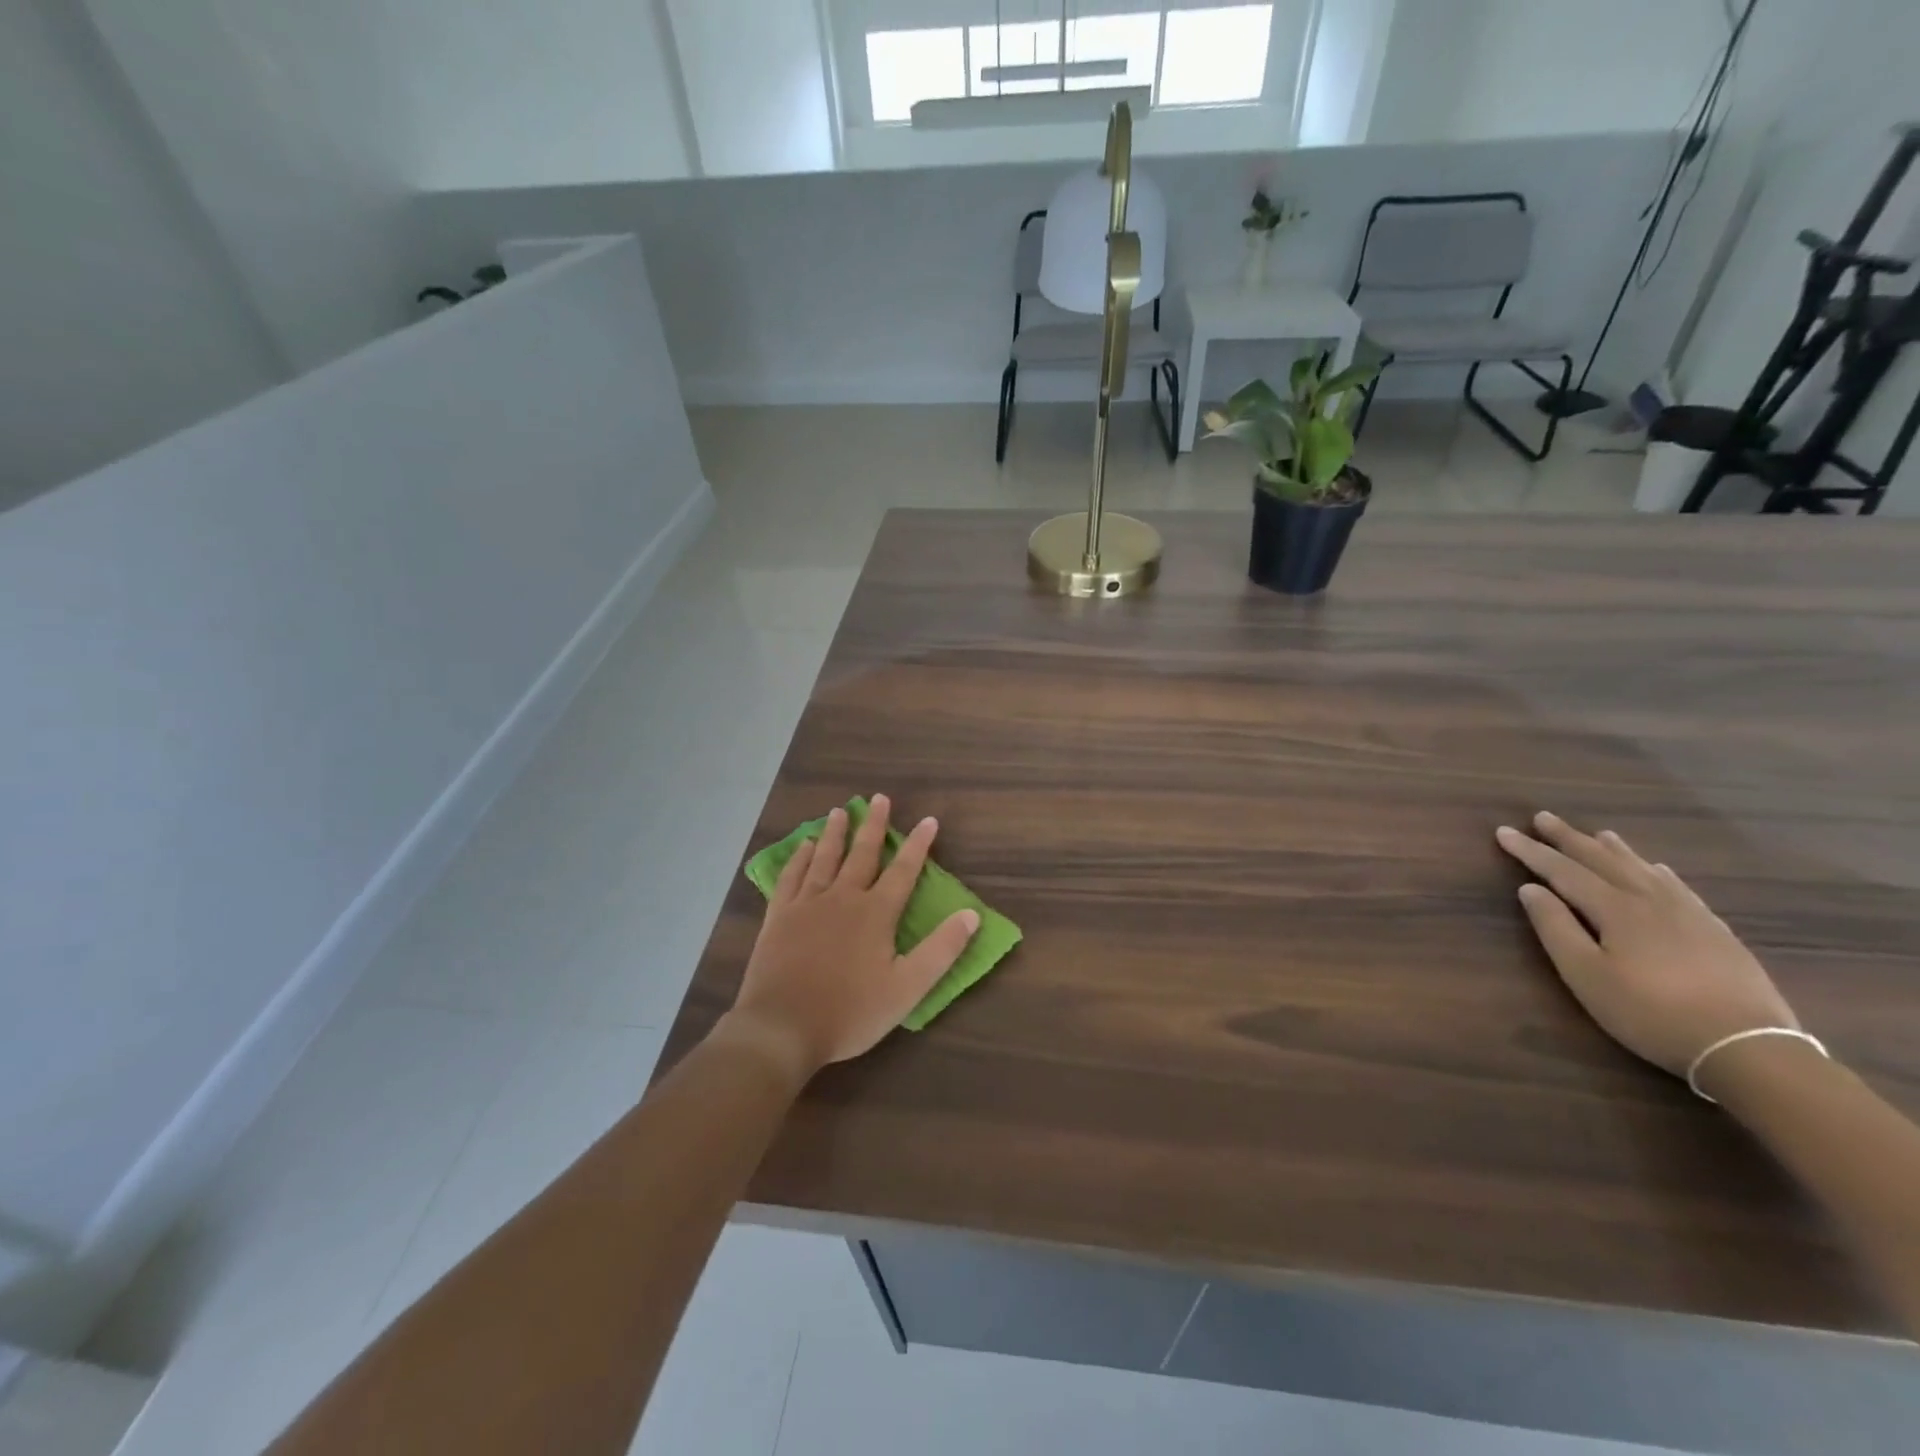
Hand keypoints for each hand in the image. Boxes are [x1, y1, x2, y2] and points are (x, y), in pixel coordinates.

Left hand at [720, 795, 978, 1083]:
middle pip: (862, 853)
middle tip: (879, 798)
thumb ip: (941, 950)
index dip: (918, 844)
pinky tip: (803, 847)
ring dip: (835, 833)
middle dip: (874, 825)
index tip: (929, 820)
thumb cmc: (850, 1012)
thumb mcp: (907, 988)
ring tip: (840, 811)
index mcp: (876, 913)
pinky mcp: (779, 916)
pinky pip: (791, 877)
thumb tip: (971, 914)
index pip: (904, 870)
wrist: (783, 1027)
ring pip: (824, 858)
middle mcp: (843, 897)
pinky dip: (798, 859)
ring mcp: (807, 904)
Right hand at [1495, 811, 1799, 1077]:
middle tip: (1543, 817)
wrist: (1749, 1047)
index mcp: (1615, 909)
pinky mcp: (1716, 931)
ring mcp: (1689, 914)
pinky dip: (1658, 871)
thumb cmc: (1650, 1012)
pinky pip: (1679, 886)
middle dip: (1569, 838)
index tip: (1503, 831)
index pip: (1562, 870)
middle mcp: (1650, 900)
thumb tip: (1530, 889)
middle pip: (1603, 860)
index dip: (1531, 851)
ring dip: (1613, 849)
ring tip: (1598, 833)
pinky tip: (1658, 869)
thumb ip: (1555, 928)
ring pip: (1643, 869)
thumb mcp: (1586, 975)